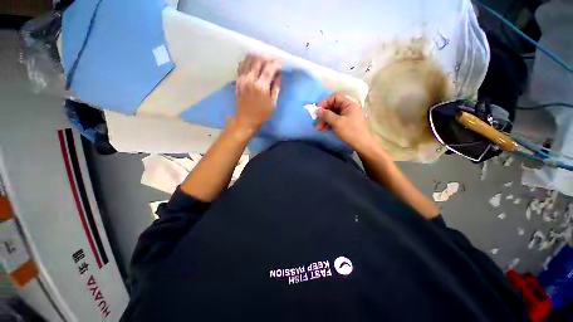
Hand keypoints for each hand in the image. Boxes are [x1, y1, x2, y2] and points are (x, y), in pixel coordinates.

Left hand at [234, 54, 281, 131]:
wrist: (246, 119)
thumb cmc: (262, 114)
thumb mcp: (273, 103)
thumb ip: (276, 87)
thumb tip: (279, 74)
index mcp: (261, 87)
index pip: (269, 68)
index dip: (277, 63)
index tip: (282, 63)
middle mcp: (250, 79)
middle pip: (259, 59)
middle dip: (268, 57)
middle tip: (274, 59)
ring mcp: (242, 78)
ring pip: (249, 59)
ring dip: (258, 56)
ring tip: (265, 58)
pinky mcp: (238, 80)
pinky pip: (242, 64)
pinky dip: (248, 60)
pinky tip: (254, 62)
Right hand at [316, 93, 375, 151]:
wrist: (363, 144)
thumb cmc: (351, 131)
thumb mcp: (337, 122)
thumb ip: (326, 115)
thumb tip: (317, 110)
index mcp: (349, 103)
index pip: (335, 97)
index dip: (325, 102)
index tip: (317, 111)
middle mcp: (349, 107)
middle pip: (333, 106)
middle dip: (324, 114)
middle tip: (317, 122)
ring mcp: (348, 115)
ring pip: (333, 114)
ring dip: (325, 120)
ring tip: (319, 128)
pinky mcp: (346, 122)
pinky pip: (336, 120)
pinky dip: (329, 123)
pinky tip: (325, 129)